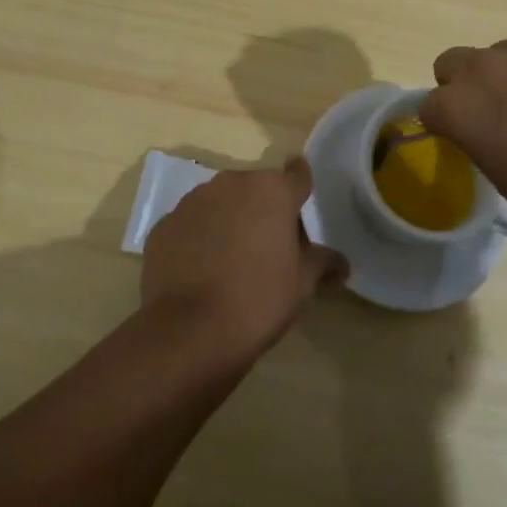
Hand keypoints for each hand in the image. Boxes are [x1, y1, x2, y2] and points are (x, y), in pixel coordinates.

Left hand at [141, 158, 345, 358]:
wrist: (190, 332)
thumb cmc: (259, 299)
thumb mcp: (302, 284)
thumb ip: (322, 263)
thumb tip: (342, 264)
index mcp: (272, 190)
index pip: (297, 174)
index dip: (300, 187)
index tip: (301, 201)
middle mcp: (232, 183)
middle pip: (256, 189)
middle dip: (263, 210)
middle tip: (269, 247)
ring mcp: (193, 201)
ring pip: (220, 203)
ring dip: (229, 220)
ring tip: (231, 261)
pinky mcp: (164, 224)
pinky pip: (191, 224)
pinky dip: (198, 239)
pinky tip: (200, 271)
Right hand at [418, 37, 506, 244]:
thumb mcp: (503, 178)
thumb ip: (479, 139)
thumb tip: (485, 127)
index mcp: (461, 105)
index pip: (428, 105)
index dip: (444, 122)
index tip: (463, 138)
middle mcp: (488, 66)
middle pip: (453, 61)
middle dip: (465, 83)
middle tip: (495, 113)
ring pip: (504, 54)